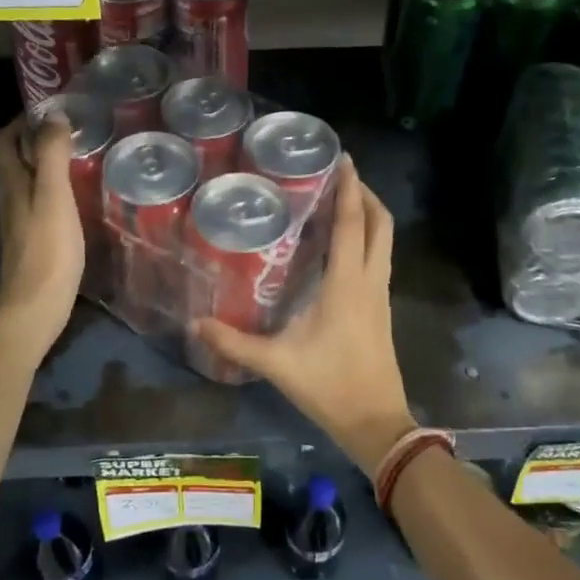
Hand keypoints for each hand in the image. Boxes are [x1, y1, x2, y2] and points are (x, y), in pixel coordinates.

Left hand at [0, 115, 84, 353]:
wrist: (36, 305)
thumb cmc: (48, 248)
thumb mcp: (54, 196)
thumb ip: (52, 155)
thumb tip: (54, 116)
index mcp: (11, 183)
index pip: (3, 140)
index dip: (20, 121)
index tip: (50, 111)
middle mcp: (9, 198)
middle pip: (13, 159)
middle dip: (35, 139)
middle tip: (70, 131)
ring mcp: (19, 221)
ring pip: (26, 180)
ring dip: (45, 163)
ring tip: (78, 157)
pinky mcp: (32, 239)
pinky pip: (39, 201)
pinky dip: (53, 188)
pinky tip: (76, 195)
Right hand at [192, 156, 413, 476]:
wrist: (375, 421)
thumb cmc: (329, 385)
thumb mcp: (276, 363)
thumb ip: (234, 342)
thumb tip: (195, 324)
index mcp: (347, 284)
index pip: (352, 223)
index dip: (349, 188)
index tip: (344, 159)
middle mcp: (370, 280)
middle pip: (381, 224)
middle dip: (365, 194)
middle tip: (339, 176)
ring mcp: (381, 295)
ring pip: (385, 241)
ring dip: (369, 216)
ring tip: (339, 203)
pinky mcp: (381, 309)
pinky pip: (379, 259)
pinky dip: (367, 240)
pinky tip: (341, 247)